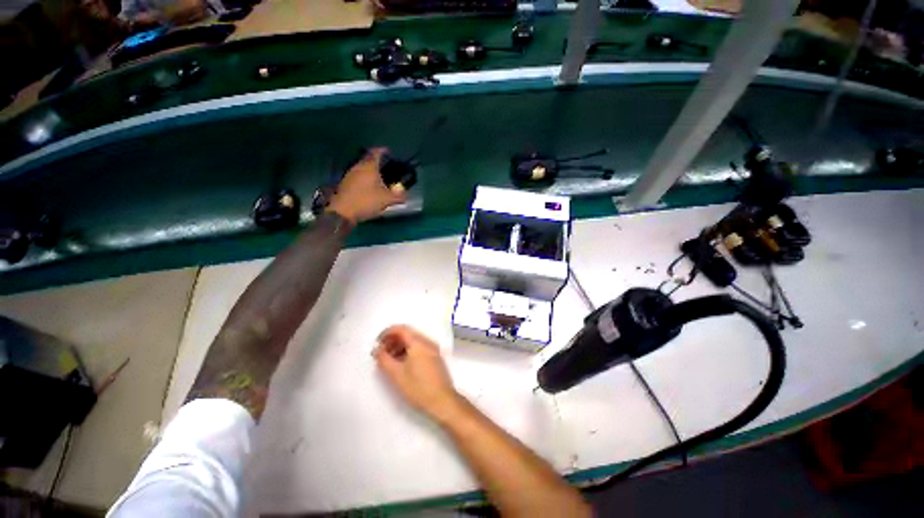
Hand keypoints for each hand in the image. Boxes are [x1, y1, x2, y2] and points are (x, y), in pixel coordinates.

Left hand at [328, 148, 406, 224]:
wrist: (343, 211)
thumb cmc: (366, 201)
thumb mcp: (387, 200)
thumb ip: (398, 196)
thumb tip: (404, 192)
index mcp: (369, 167)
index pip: (375, 152)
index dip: (382, 150)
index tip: (388, 151)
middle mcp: (358, 167)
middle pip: (368, 159)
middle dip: (377, 161)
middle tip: (386, 166)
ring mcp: (350, 175)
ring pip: (362, 168)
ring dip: (371, 170)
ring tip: (380, 177)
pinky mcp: (346, 183)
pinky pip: (358, 176)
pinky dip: (365, 178)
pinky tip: (370, 186)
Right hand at [374, 325, 463, 422]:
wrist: (442, 401)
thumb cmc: (418, 387)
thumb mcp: (396, 374)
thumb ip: (384, 359)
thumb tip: (378, 350)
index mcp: (419, 343)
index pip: (401, 329)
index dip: (387, 333)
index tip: (377, 342)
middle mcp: (428, 342)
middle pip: (408, 334)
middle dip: (393, 340)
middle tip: (381, 352)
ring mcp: (433, 349)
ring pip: (414, 341)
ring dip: (400, 346)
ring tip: (389, 359)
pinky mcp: (435, 357)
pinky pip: (420, 348)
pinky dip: (408, 351)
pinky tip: (402, 363)